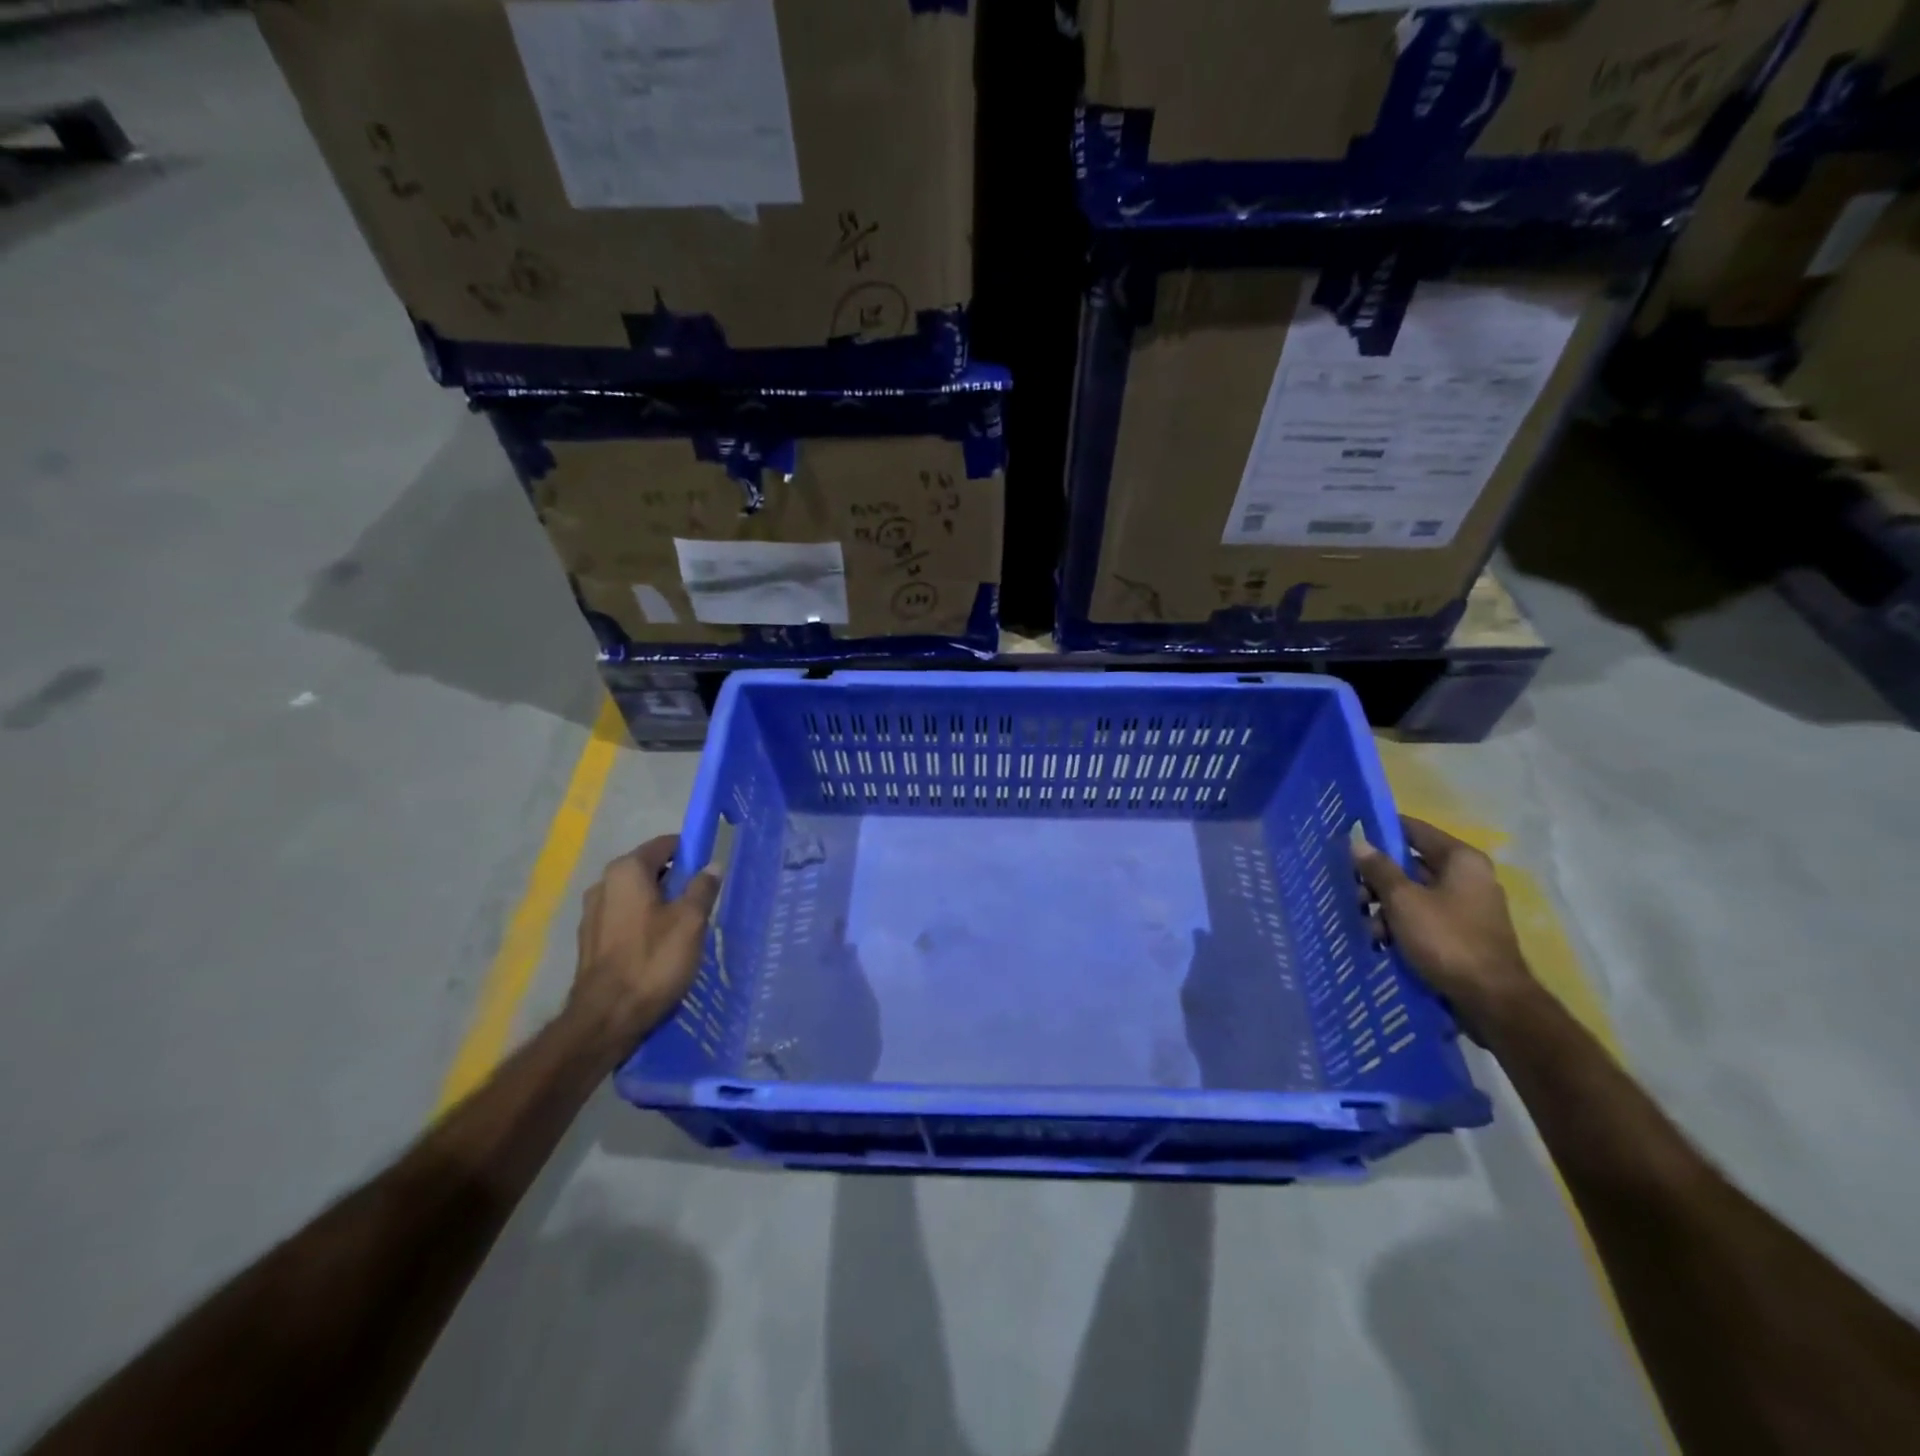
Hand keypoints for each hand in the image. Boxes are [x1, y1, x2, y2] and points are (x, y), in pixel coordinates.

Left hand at [569, 836, 719, 1048]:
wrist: (606, 1018)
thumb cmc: (653, 961)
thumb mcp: (690, 921)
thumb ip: (702, 888)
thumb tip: (712, 865)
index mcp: (626, 871)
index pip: (665, 845)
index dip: (691, 853)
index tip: (709, 872)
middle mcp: (604, 884)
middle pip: (649, 870)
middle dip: (676, 880)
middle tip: (701, 904)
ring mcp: (592, 913)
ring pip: (637, 896)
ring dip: (660, 904)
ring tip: (683, 929)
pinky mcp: (590, 941)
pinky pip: (624, 919)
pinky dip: (643, 923)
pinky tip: (659, 947)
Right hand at [1353, 816, 1537, 1040]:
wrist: (1491, 1000)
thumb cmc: (1446, 939)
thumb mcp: (1403, 901)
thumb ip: (1379, 869)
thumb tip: (1358, 843)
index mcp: (1460, 860)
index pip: (1413, 829)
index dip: (1381, 830)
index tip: (1350, 837)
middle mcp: (1468, 877)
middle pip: (1410, 865)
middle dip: (1378, 879)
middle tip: (1354, 895)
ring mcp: (1468, 907)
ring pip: (1414, 894)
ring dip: (1386, 908)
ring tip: (1369, 928)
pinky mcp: (1463, 933)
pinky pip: (1424, 917)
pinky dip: (1403, 925)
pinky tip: (1384, 942)